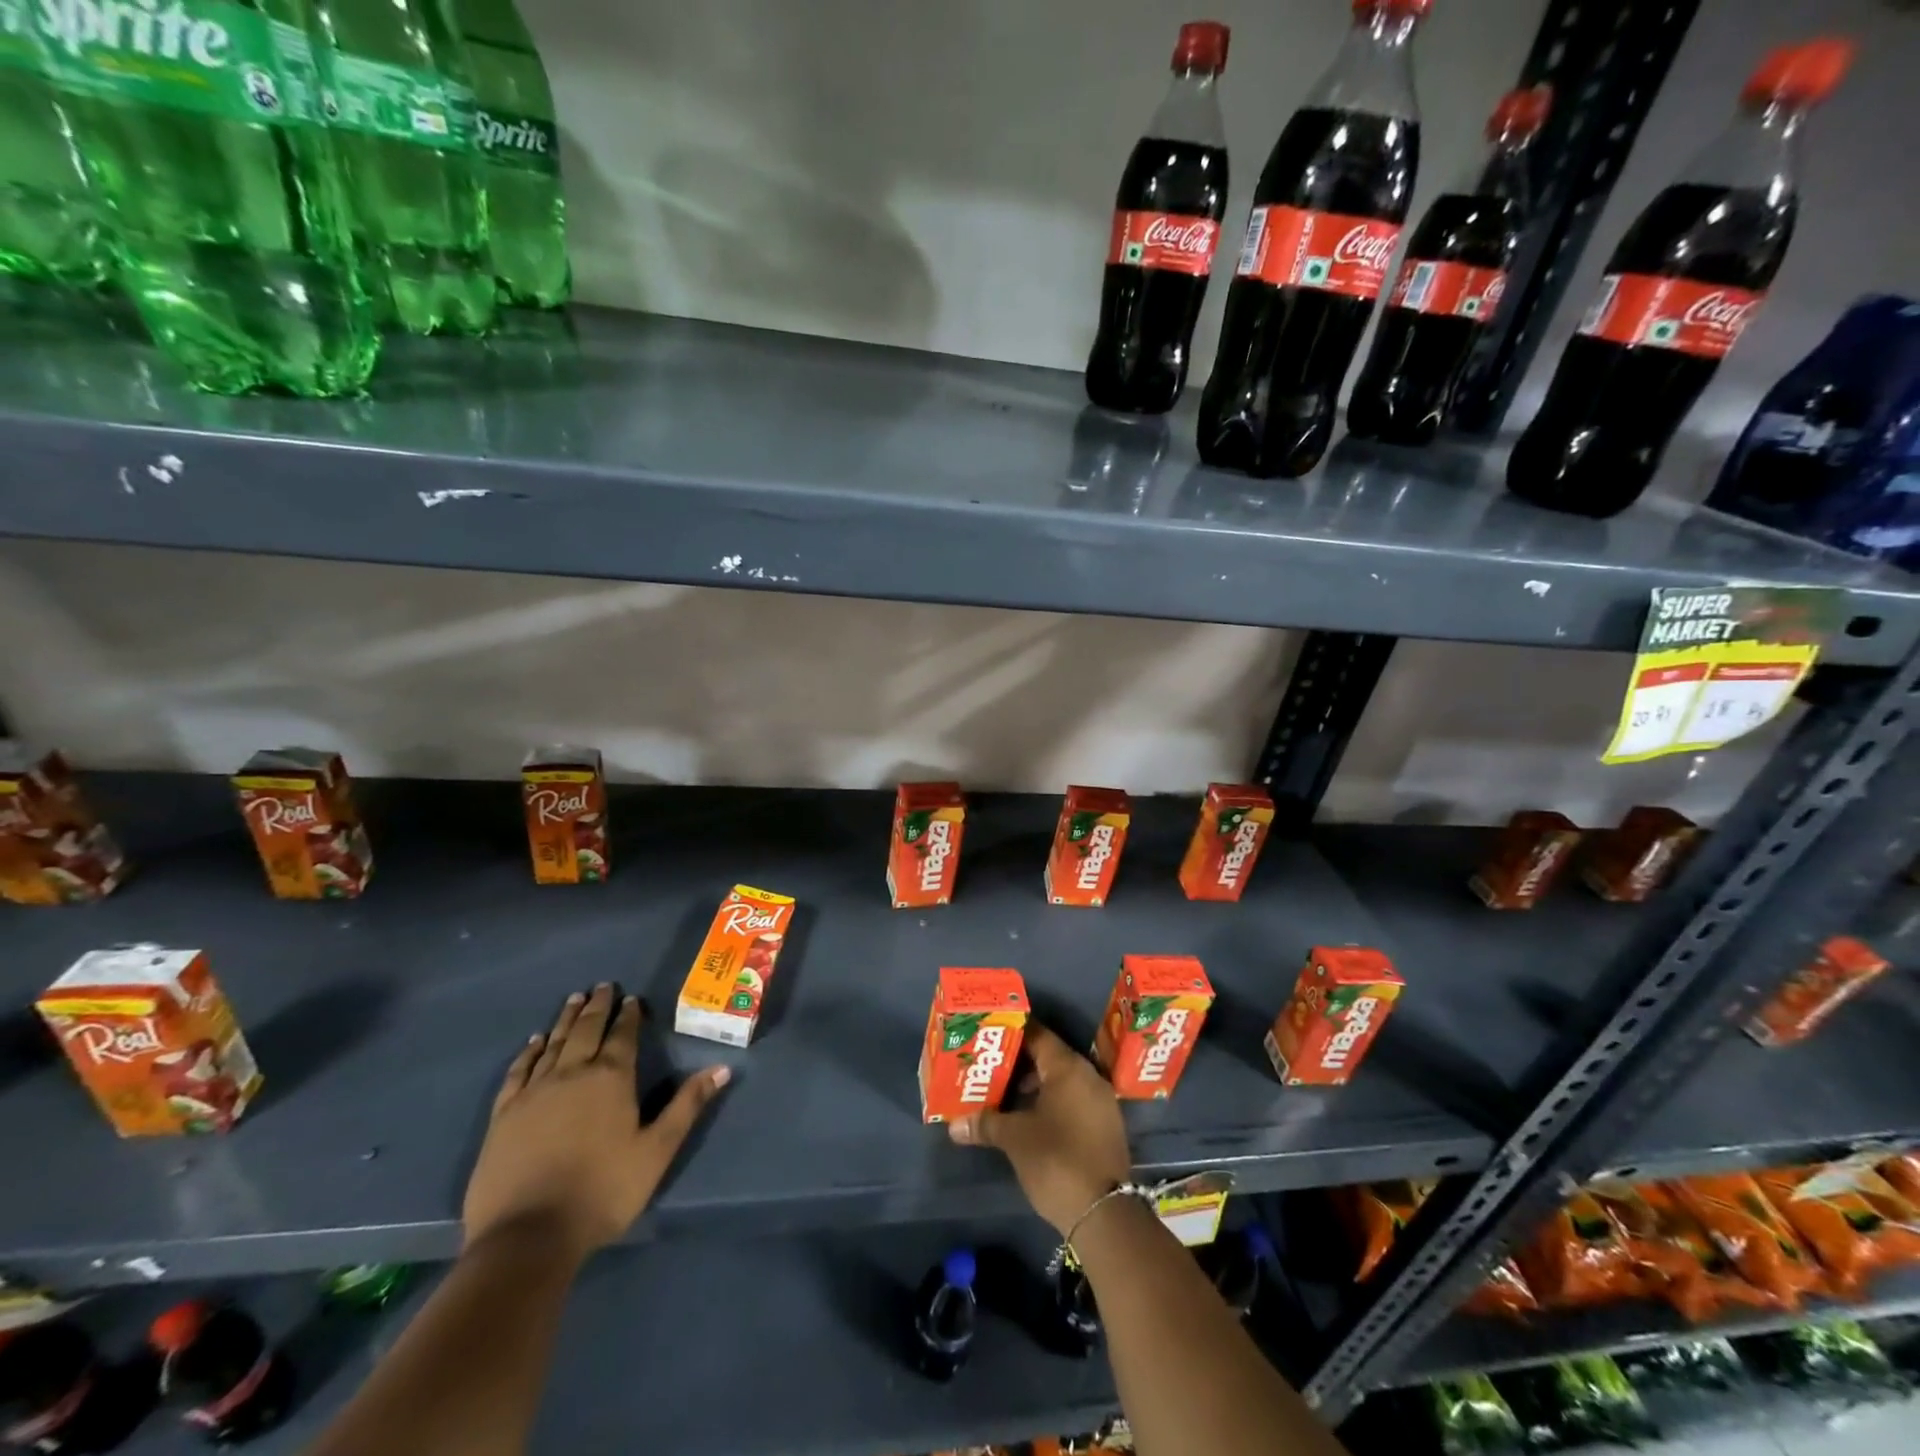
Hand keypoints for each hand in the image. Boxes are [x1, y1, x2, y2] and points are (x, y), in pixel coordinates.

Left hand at [462, 984, 729, 1259]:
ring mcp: (534, 1092)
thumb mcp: (657, 1151)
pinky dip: (529, 1052)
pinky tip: (534, 1042)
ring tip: (574, 999)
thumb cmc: (603, 1191)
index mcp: (611, 1078)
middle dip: (597, 1007)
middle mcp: (572, 1074)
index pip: (623, 1036)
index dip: (629, 1015)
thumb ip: (687, 1106)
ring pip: (553, 1044)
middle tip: (602, 986)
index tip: (632, 999)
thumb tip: (722, 1068)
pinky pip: (518, 1071)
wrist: (527, 1237)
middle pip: (586, 1030)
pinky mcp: (504, 1115)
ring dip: (566, 1019)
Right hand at [947, 1021, 1130, 1234]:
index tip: (989, 1036)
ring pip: (1063, 1081)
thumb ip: (986, 1124)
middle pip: (1050, 1057)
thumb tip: (954, 1125)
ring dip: (1035, 1084)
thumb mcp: (1015, 1139)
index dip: (1012, 1033)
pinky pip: (1074, 1100)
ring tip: (1004, 1093)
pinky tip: (1030, 1118)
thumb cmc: (1056, 1160)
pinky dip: (1052, 1102)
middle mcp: (1088, 1076)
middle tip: (990, 1066)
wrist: (1104, 1213)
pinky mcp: (1105, 1126)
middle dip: (1020, 1061)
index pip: (1038, 1035)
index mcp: (1068, 1068)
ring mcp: (1101, 1102)